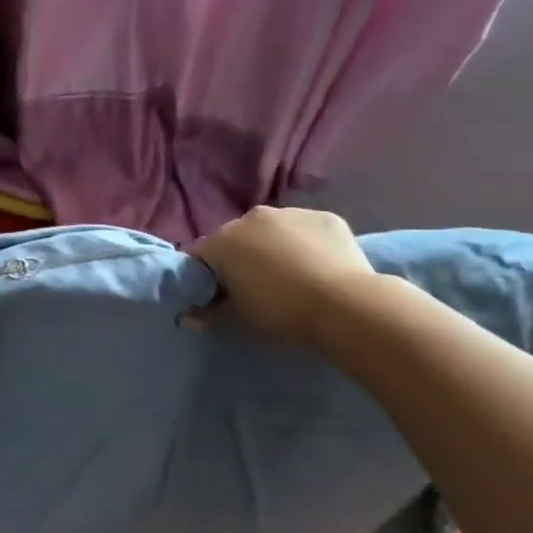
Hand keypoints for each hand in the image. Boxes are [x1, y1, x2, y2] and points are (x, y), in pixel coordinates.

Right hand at [190, 206, 378, 346]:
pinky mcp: (324, 217)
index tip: (218, 295)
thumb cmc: (280, 312)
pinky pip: (306, 230)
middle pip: (237, 238)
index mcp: (223, 240)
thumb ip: (209, 314)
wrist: (344, 305)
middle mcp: (251, 217)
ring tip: (293, 277)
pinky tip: (321, 268)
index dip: (207, 276)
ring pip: (273, 231)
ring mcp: (290, 213)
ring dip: (275, 247)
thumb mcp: (239, 319)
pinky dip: (307, 244)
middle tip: (257, 287)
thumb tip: (188, 317)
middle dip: (242, 257)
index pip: (202, 255)